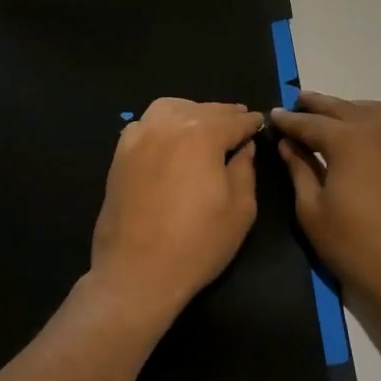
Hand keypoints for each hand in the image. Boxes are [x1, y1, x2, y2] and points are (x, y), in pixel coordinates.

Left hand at [89, 98, 263, 323]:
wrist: (136, 272)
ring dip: (191, 112)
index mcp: (202, 134)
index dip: (250, 122)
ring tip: (204, 125)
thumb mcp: (240, 210)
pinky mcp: (120, 153)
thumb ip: (245, 170)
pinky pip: (145, 124)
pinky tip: (169, 138)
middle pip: (202, 110)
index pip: (233, 120)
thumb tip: (244, 148)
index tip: (260, 122)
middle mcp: (168, 125)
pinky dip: (162, 123)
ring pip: (170, 108)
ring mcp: (139, 136)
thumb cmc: (197, 243)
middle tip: (238, 120)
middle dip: (224, 114)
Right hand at [273, 92, 380, 325]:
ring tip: (334, 117)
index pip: (309, 122)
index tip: (273, 115)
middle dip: (317, 105)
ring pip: (373, 111)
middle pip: (342, 108)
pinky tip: (376, 138)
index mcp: (347, 139)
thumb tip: (288, 144)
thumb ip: (299, 169)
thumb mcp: (312, 210)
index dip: (289, 120)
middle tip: (298, 103)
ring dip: (350, 110)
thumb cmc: (355, 246)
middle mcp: (379, 128)